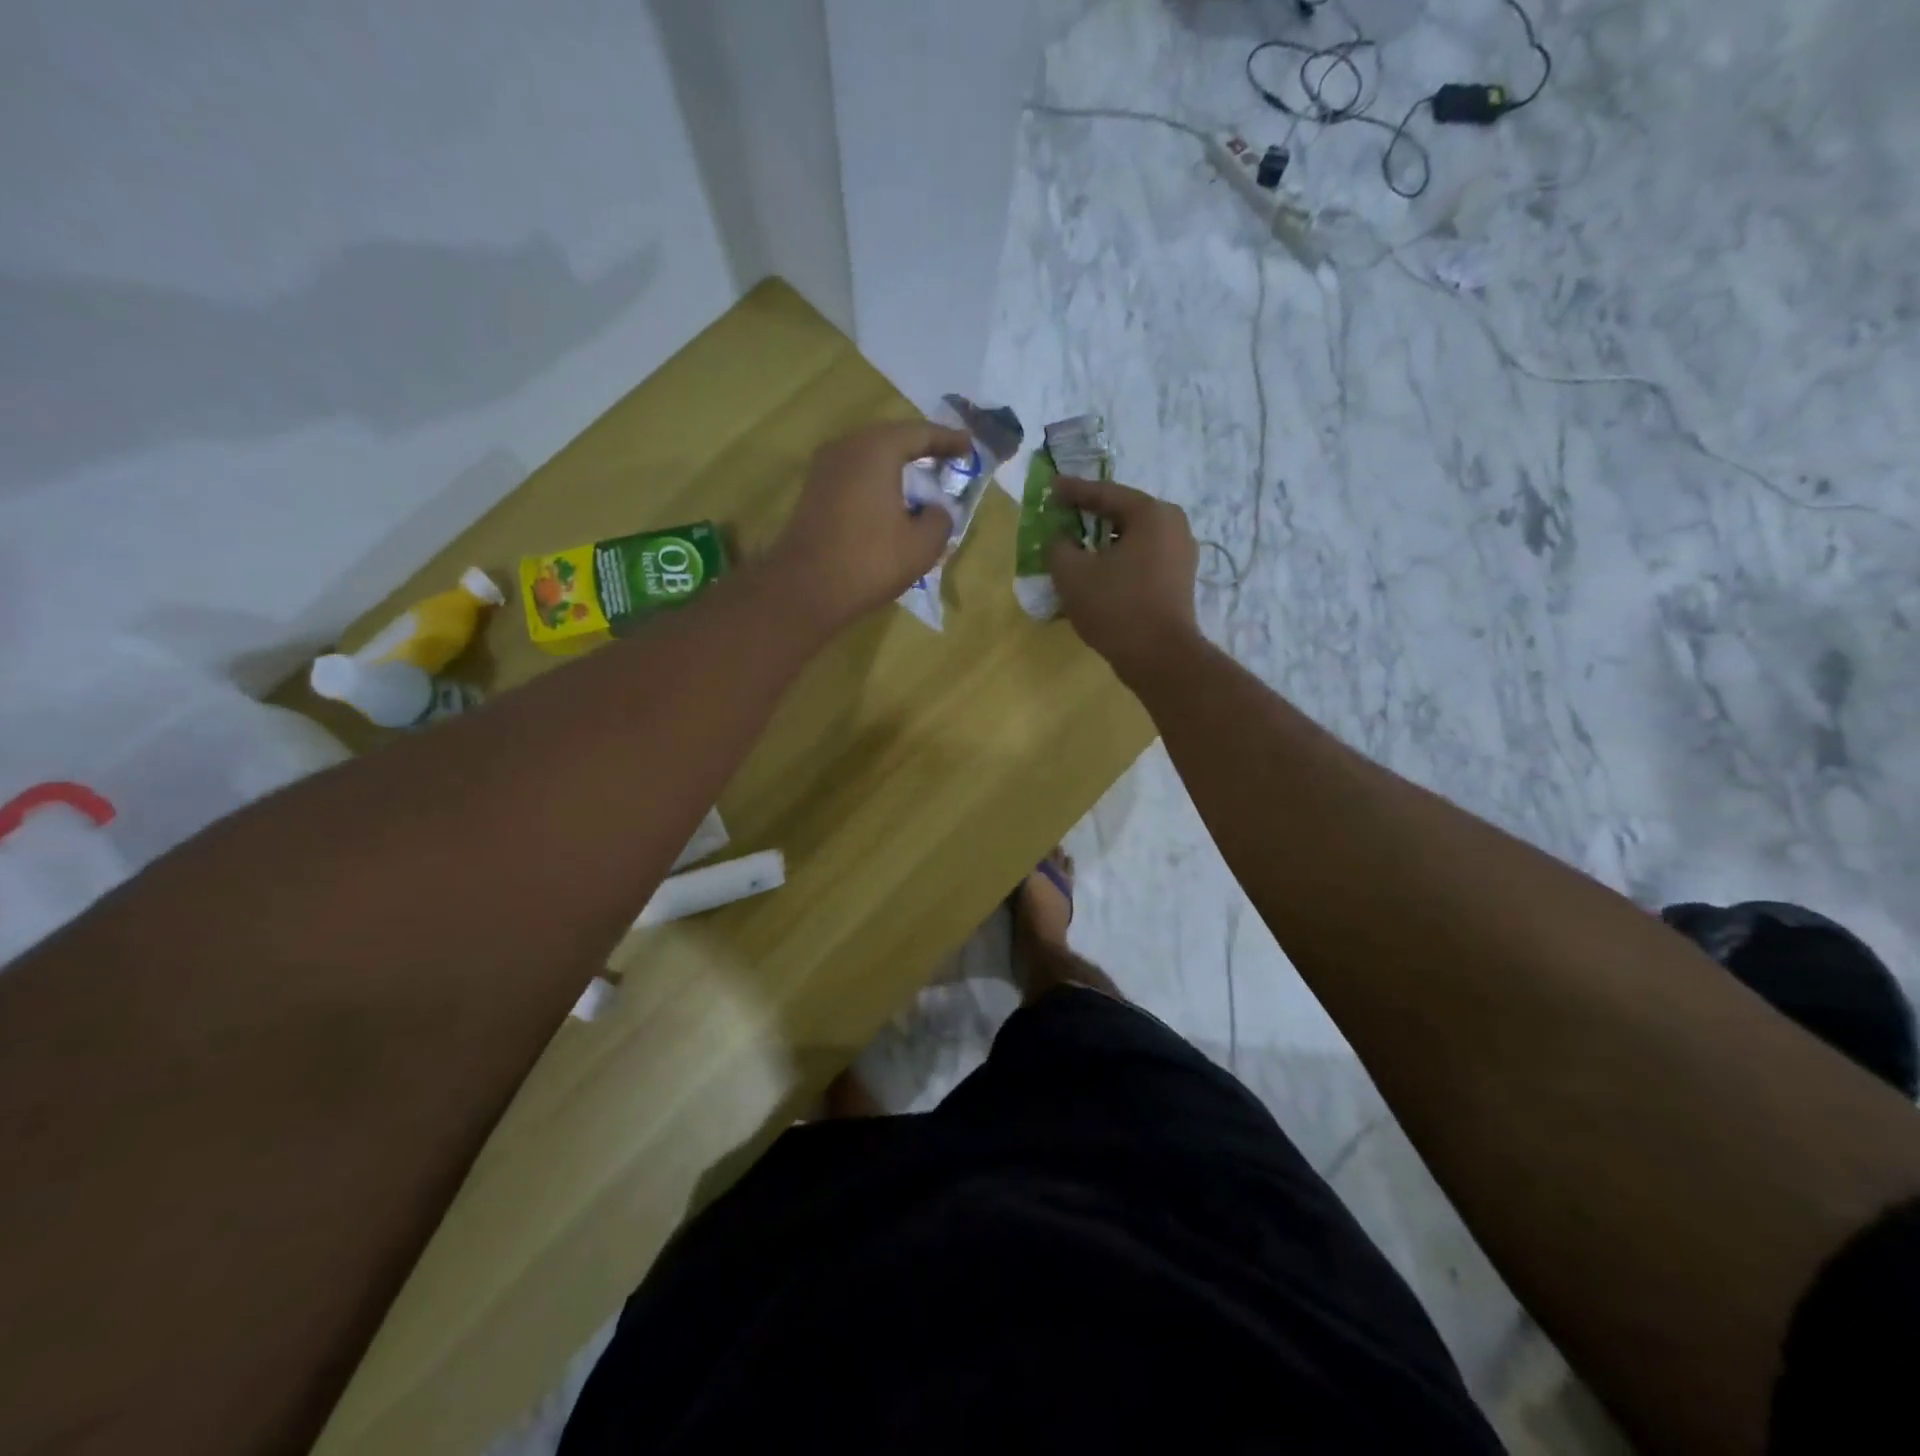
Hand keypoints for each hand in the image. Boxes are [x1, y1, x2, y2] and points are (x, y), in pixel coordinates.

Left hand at [766, 420, 971, 634]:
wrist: (805, 588)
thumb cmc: (869, 561)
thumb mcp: (922, 545)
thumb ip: (940, 519)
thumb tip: (936, 510)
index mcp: (876, 449)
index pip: (920, 434)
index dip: (948, 440)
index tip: (970, 447)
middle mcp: (847, 447)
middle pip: (892, 439)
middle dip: (921, 449)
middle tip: (947, 458)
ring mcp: (824, 468)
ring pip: (870, 456)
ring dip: (897, 466)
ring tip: (921, 479)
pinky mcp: (813, 491)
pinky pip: (854, 475)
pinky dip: (877, 481)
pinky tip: (891, 500)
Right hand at [1044, 476, 1199, 679]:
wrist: (1160, 657)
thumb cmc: (1116, 607)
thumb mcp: (1072, 574)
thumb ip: (1058, 546)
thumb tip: (1060, 538)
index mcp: (1151, 513)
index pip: (1105, 493)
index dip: (1072, 491)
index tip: (1050, 488)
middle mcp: (1173, 525)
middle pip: (1122, 514)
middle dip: (1090, 516)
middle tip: (1063, 516)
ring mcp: (1181, 554)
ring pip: (1133, 539)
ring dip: (1104, 543)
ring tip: (1077, 548)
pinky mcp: (1179, 580)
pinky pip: (1142, 559)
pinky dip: (1118, 561)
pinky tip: (1099, 573)